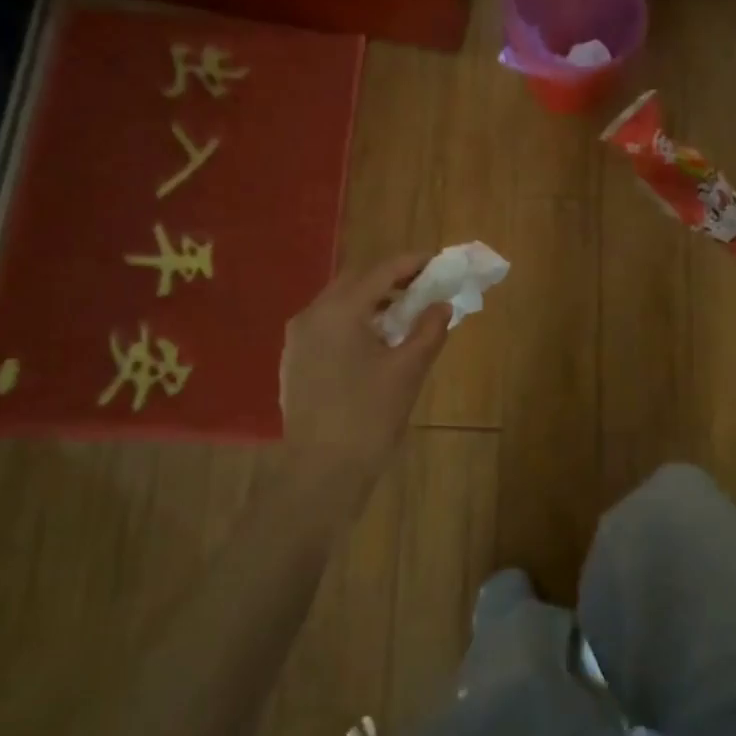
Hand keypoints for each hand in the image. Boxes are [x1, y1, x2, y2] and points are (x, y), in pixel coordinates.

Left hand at [279, 254, 449, 480]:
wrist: (321, 472)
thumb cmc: (369, 417)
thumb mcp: (408, 371)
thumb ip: (428, 330)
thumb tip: (442, 306)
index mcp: (339, 311)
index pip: (381, 272)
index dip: (412, 263)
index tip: (437, 262)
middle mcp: (311, 316)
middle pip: (355, 281)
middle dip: (390, 280)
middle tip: (423, 287)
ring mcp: (297, 340)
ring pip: (338, 304)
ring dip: (371, 302)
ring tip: (403, 316)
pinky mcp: (294, 362)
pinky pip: (327, 327)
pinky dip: (353, 323)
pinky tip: (374, 344)